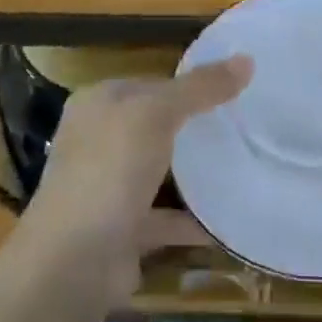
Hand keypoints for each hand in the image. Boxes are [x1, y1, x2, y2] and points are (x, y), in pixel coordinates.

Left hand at [14, 56, 251, 309]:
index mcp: (97, 105)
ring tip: (244, 164)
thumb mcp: (157, 114)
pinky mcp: (122, 230)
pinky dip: (194, 220)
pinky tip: (230, 219)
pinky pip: (166, 218)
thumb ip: (200, 87)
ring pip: (160, 172)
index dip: (189, 83)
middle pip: (155, 126)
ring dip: (195, 174)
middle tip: (246, 125)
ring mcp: (108, 188)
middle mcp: (98, 142)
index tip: (234, 88)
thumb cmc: (110, 170)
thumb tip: (247, 58)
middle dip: (195, 127)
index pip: (150, 83)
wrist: (74, 262)